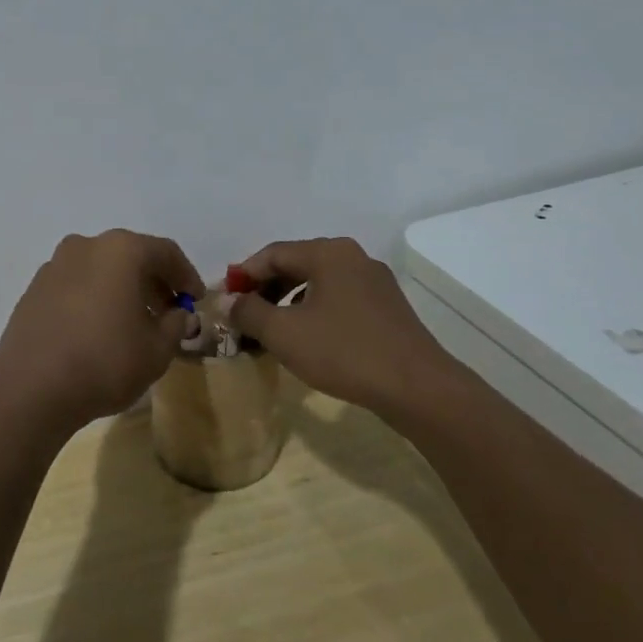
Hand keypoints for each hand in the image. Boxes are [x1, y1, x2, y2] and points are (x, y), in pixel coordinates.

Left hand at [0, 230, 203, 432]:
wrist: (31, 387)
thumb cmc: (105, 362)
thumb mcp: (157, 350)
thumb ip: (175, 325)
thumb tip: (179, 314)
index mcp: (121, 250)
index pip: (166, 253)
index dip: (186, 276)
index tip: (196, 300)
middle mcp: (86, 246)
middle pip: (130, 256)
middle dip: (153, 282)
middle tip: (168, 312)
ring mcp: (55, 265)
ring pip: (100, 269)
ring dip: (122, 289)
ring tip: (134, 323)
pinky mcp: (34, 288)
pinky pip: (76, 284)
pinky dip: (94, 297)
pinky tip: (99, 328)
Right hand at [226, 237, 452, 414]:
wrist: (417, 388)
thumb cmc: (343, 352)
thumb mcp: (283, 333)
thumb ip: (248, 312)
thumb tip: (227, 301)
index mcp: (327, 253)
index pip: (272, 254)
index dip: (243, 275)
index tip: (224, 301)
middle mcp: (352, 257)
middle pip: (295, 264)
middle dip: (265, 289)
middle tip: (243, 316)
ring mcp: (374, 281)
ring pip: (317, 283)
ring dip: (287, 302)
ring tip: (270, 330)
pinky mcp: (386, 306)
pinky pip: (338, 298)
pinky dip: (313, 311)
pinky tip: (306, 338)